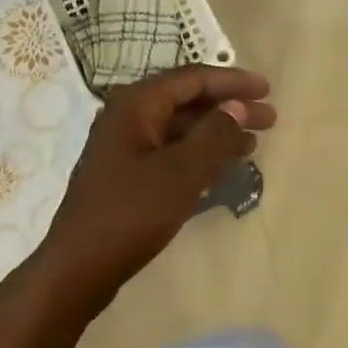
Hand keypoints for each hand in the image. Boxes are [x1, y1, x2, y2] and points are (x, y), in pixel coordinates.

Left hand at [38, 65, 274, 313]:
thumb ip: (214, 134)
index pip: (193, 79)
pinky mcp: (125, 174)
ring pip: (179, 128)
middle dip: (229, 107)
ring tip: (253, 144)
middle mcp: (128, 117)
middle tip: (270, 118)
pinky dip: (198, 153)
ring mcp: (124, 147)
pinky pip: (170, 151)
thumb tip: (237, 107)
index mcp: (137, 105)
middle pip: (187, 101)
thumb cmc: (132, 212)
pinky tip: (221, 167)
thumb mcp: (181, 171)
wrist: (78, 268)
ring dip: (216, 132)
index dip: (233, 81)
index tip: (267, 89)